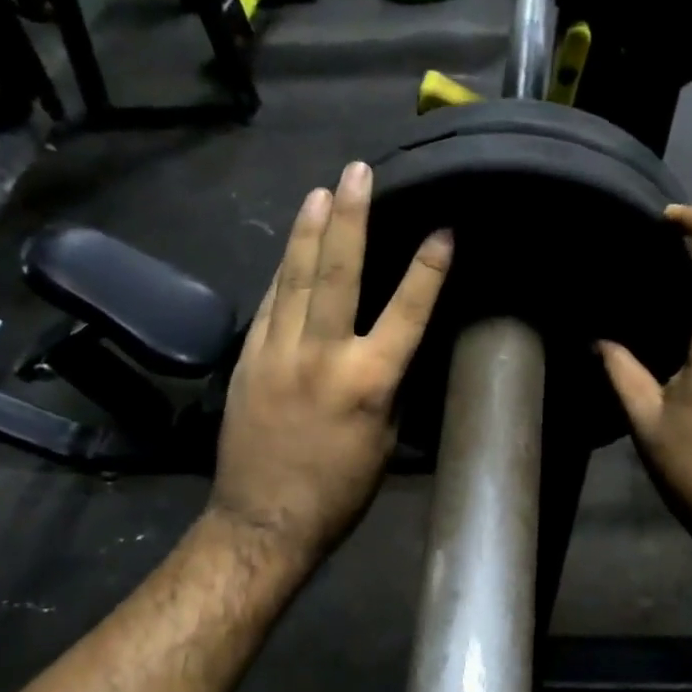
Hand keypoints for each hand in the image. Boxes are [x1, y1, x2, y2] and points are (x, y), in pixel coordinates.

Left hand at [208, 161, 452, 564]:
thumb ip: (389, 385)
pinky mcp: (247, 359)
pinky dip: (283, 272)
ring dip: (308, 231)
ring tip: (320, 191)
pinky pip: (270, 303)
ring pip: (293, 278)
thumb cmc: (339, 491)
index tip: (443, 229)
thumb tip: (393, 344)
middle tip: (357, 171)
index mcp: (369, 382)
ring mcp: (277, 352)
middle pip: (337, 273)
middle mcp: (322, 355)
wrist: (263, 519)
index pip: (406, 312)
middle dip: (351, 217)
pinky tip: (290, 248)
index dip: (427, 269)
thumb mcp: (384, 440)